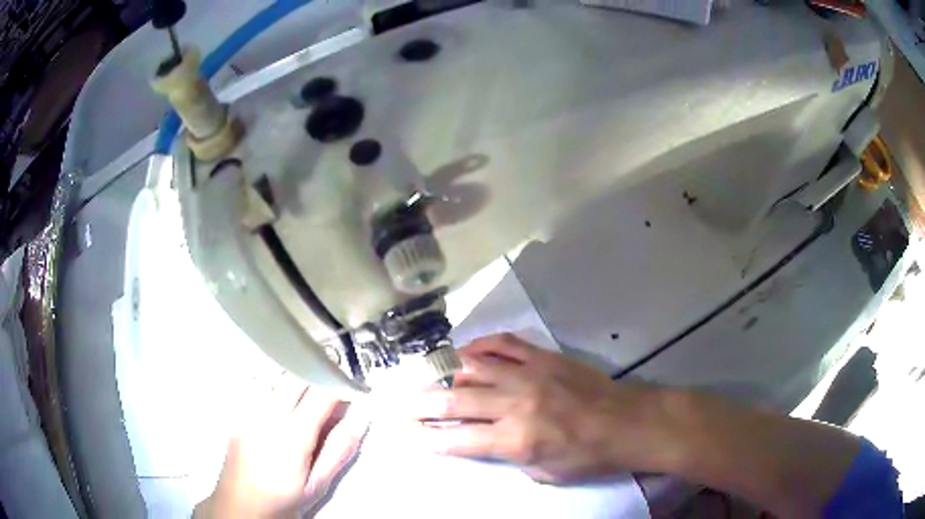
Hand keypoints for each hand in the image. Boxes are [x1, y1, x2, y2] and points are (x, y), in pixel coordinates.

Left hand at [195, 388, 368, 517]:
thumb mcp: (318, 485)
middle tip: (330, 396)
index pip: (320, 394)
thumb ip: (339, 450)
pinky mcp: (238, 415)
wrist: (240, 506)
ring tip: (305, 406)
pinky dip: (277, 392)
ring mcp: (248, 412)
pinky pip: (260, 390)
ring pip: (276, 380)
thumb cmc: (283, 500)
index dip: (340, 385)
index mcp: (292, 435)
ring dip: (296, 384)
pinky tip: (281, 413)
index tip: (353, 389)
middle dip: (317, 378)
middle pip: (296, 377)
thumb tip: (360, 418)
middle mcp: (267, 416)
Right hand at [398, 334, 673, 483]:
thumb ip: (510, 456)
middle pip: (457, 401)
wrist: (625, 422)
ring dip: (445, 372)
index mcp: (516, 439)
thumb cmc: (587, 456)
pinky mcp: (543, 357)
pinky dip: (481, 345)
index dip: (431, 439)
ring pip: (475, 367)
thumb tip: (486, 441)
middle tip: (402, 405)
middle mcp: (515, 403)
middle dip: (423, 405)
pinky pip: (504, 344)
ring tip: (427, 376)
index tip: (413, 436)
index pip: (460, 439)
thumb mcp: (544, 474)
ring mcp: (529, 374)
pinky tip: (466, 350)